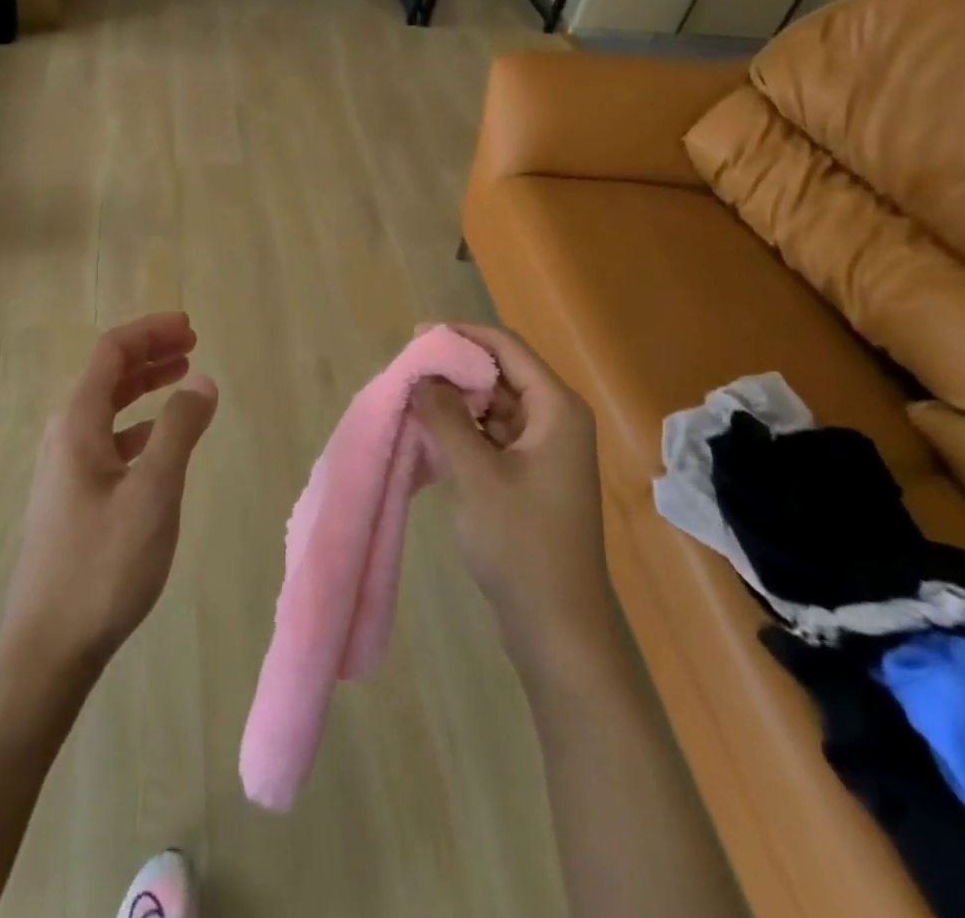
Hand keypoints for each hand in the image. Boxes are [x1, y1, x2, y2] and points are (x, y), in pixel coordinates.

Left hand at [0, 313, 217, 678]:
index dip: (150, 331)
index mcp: (77, 423)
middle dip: (149, 352)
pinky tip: (160, 439)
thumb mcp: (153, 492)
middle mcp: (64, 435)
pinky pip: (107, 439)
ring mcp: (64, 467)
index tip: (190, 326)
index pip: (112, 352)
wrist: (48, 646)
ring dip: (144, 385)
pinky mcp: (72, 495)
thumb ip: (179, 430)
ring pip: (107, 407)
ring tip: (182, 376)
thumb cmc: (103, 564)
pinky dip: (137, 424)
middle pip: (107, 374)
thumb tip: (202, 381)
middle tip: (191, 342)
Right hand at [410, 324, 612, 677]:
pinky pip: (492, 434)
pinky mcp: (529, 475)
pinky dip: (462, 428)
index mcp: (556, 408)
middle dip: (454, 367)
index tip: (416, 336)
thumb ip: (446, 418)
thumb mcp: (478, 475)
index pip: (506, 347)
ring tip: (410, 396)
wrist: (557, 628)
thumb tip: (421, 376)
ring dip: (455, 399)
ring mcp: (543, 449)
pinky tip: (429, 431)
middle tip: (406, 370)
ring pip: (493, 404)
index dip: (462, 335)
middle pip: (500, 373)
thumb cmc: (522, 544)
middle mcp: (555, 419)